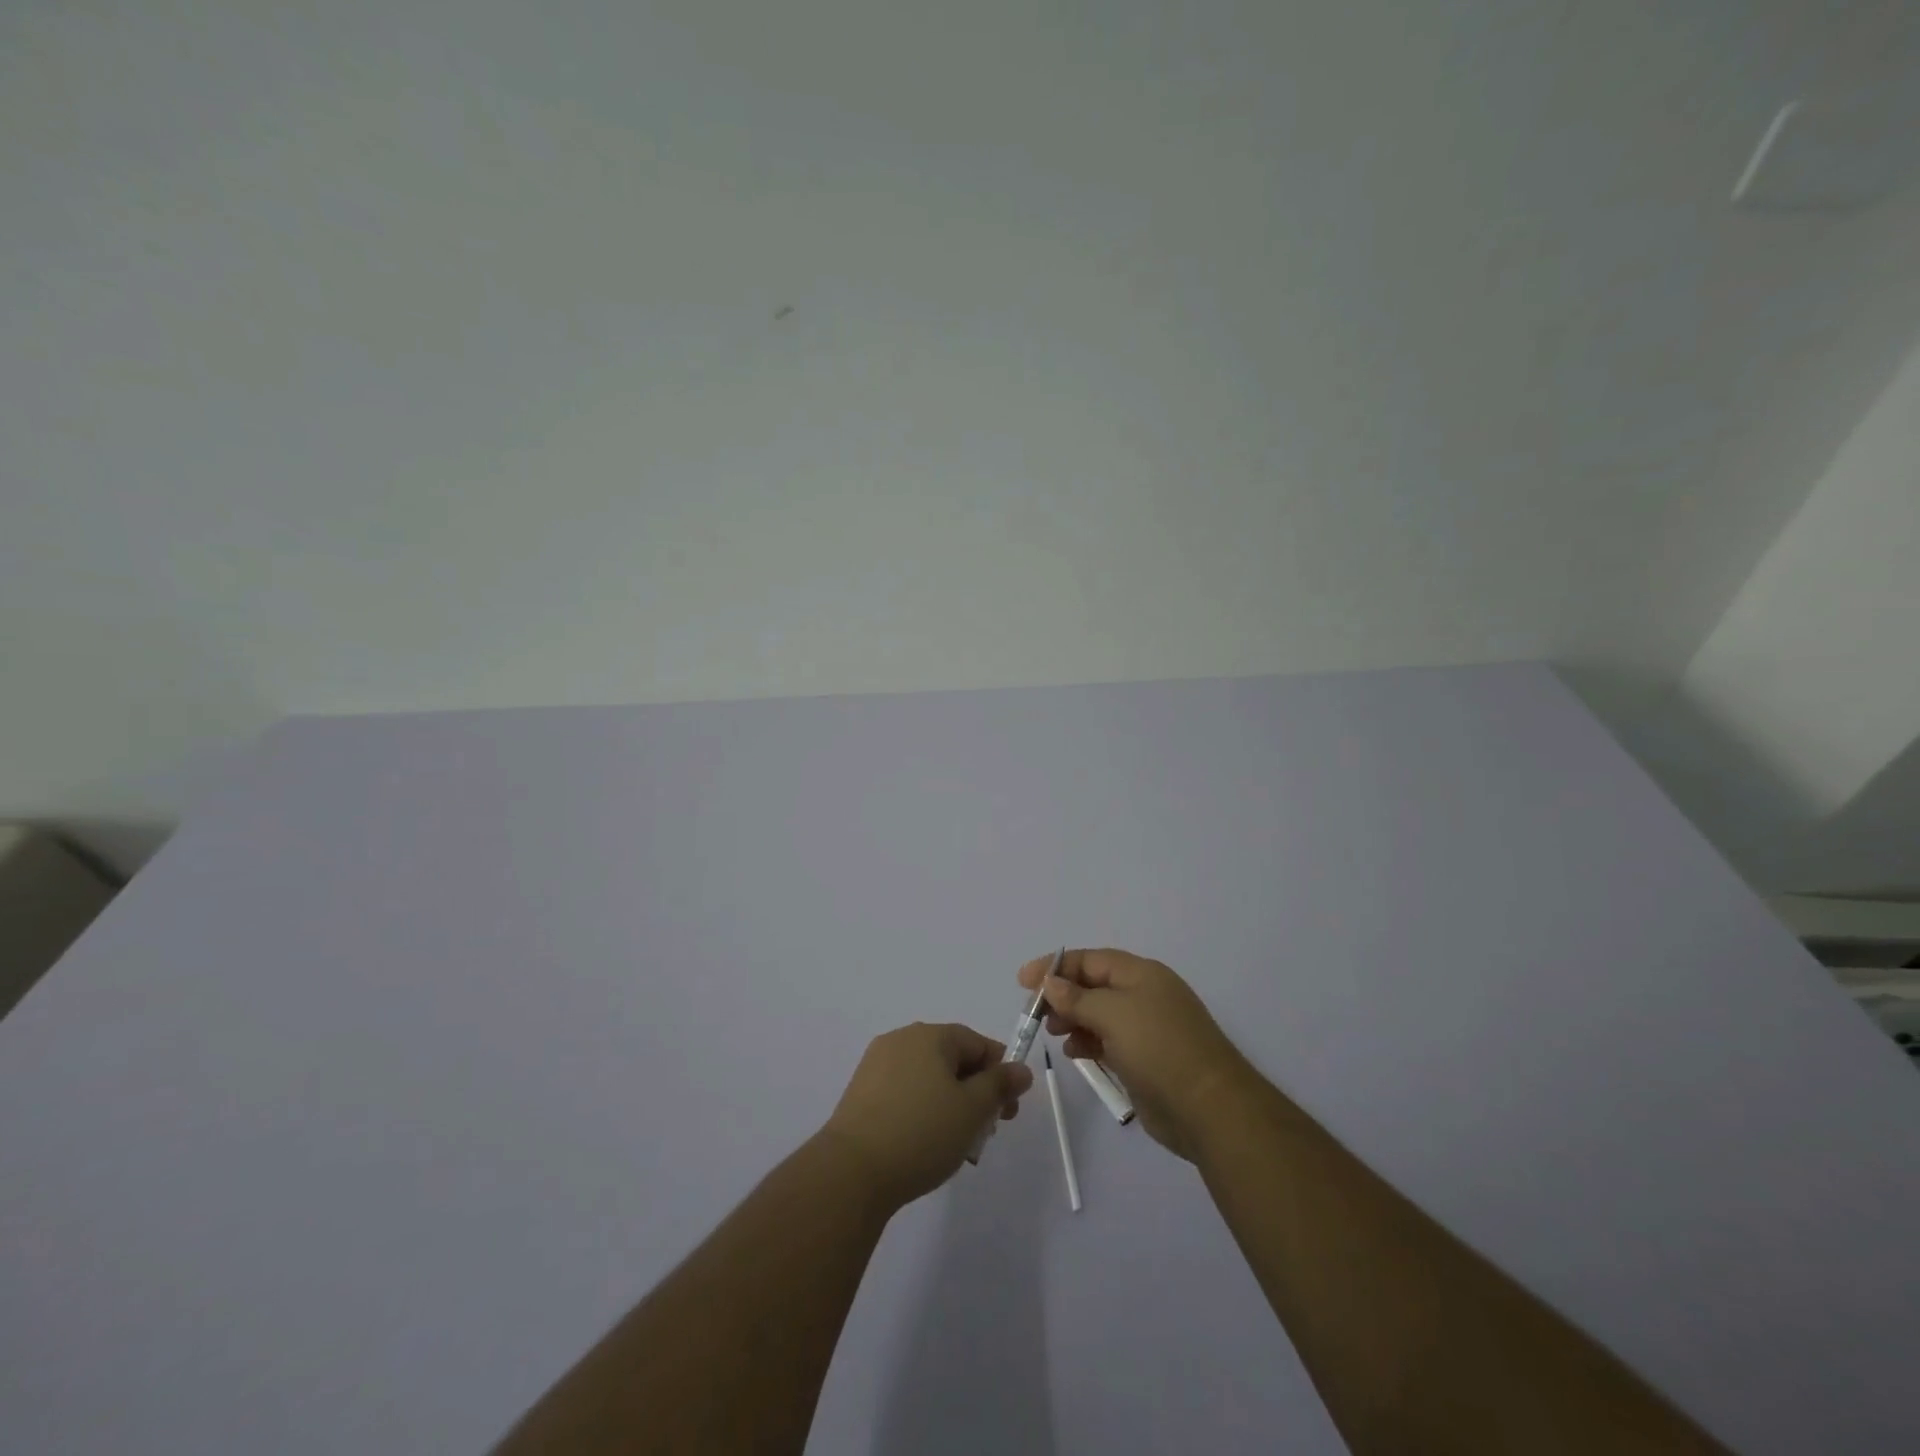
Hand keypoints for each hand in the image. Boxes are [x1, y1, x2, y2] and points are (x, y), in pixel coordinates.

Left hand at [820, 1022, 1034, 1209]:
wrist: (851, 1171)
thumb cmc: (922, 1133)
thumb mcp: (973, 1110)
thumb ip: (1000, 1085)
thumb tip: (1021, 1069)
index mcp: (931, 1035)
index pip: (978, 1043)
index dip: (1000, 1074)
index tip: (1007, 1111)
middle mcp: (903, 1039)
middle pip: (953, 1059)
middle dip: (975, 1092)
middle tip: (985, 1132)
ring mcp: (877, 1064)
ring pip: (929, 1078)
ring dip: (950, 1104)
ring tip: (957, 1145)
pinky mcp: (861, 1091)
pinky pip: (904, 1092)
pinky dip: (922, 1111)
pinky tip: (925, 1145)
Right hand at [1019, 948, 1256, 1161]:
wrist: (1210, 1109)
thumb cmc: (1159, 1049)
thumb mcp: (1113, 1014)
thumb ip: (1078, 997)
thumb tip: (1051, 983)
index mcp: (1141, 974)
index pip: (1090, 960)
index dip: (1056, 966)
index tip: (1024, 981)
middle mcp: (1143, 995)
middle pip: (1093, 985)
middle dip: (1062, 995)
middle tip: (1035, 1014)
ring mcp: (1146, 1029)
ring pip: (1099, 1014)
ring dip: (1072, 1019)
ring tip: (1053, 1033)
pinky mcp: (1145, 1060)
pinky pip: (1108, 1041)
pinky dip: (1087, 1042)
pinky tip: (1074, 1053)